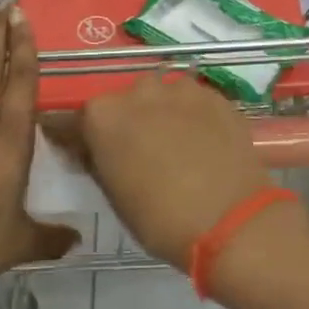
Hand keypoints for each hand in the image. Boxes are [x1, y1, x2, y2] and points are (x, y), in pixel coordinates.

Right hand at [75, 73, 269, 268]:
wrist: (230, 219)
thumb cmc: (160, 218)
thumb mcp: (113, 196)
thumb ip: (98, 162)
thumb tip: (92, 151)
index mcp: (102, 115)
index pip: (77, 121)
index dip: (82, 138)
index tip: (87, 154)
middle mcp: (138, 90)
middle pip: (124, 103)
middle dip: (127, 122)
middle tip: (139, 153)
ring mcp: (181, 89)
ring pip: (162, 97)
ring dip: (162, 114)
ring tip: (176, 146)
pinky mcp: (215, 96)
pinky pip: (193, 102)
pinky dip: (193, 117)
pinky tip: (203, 142)